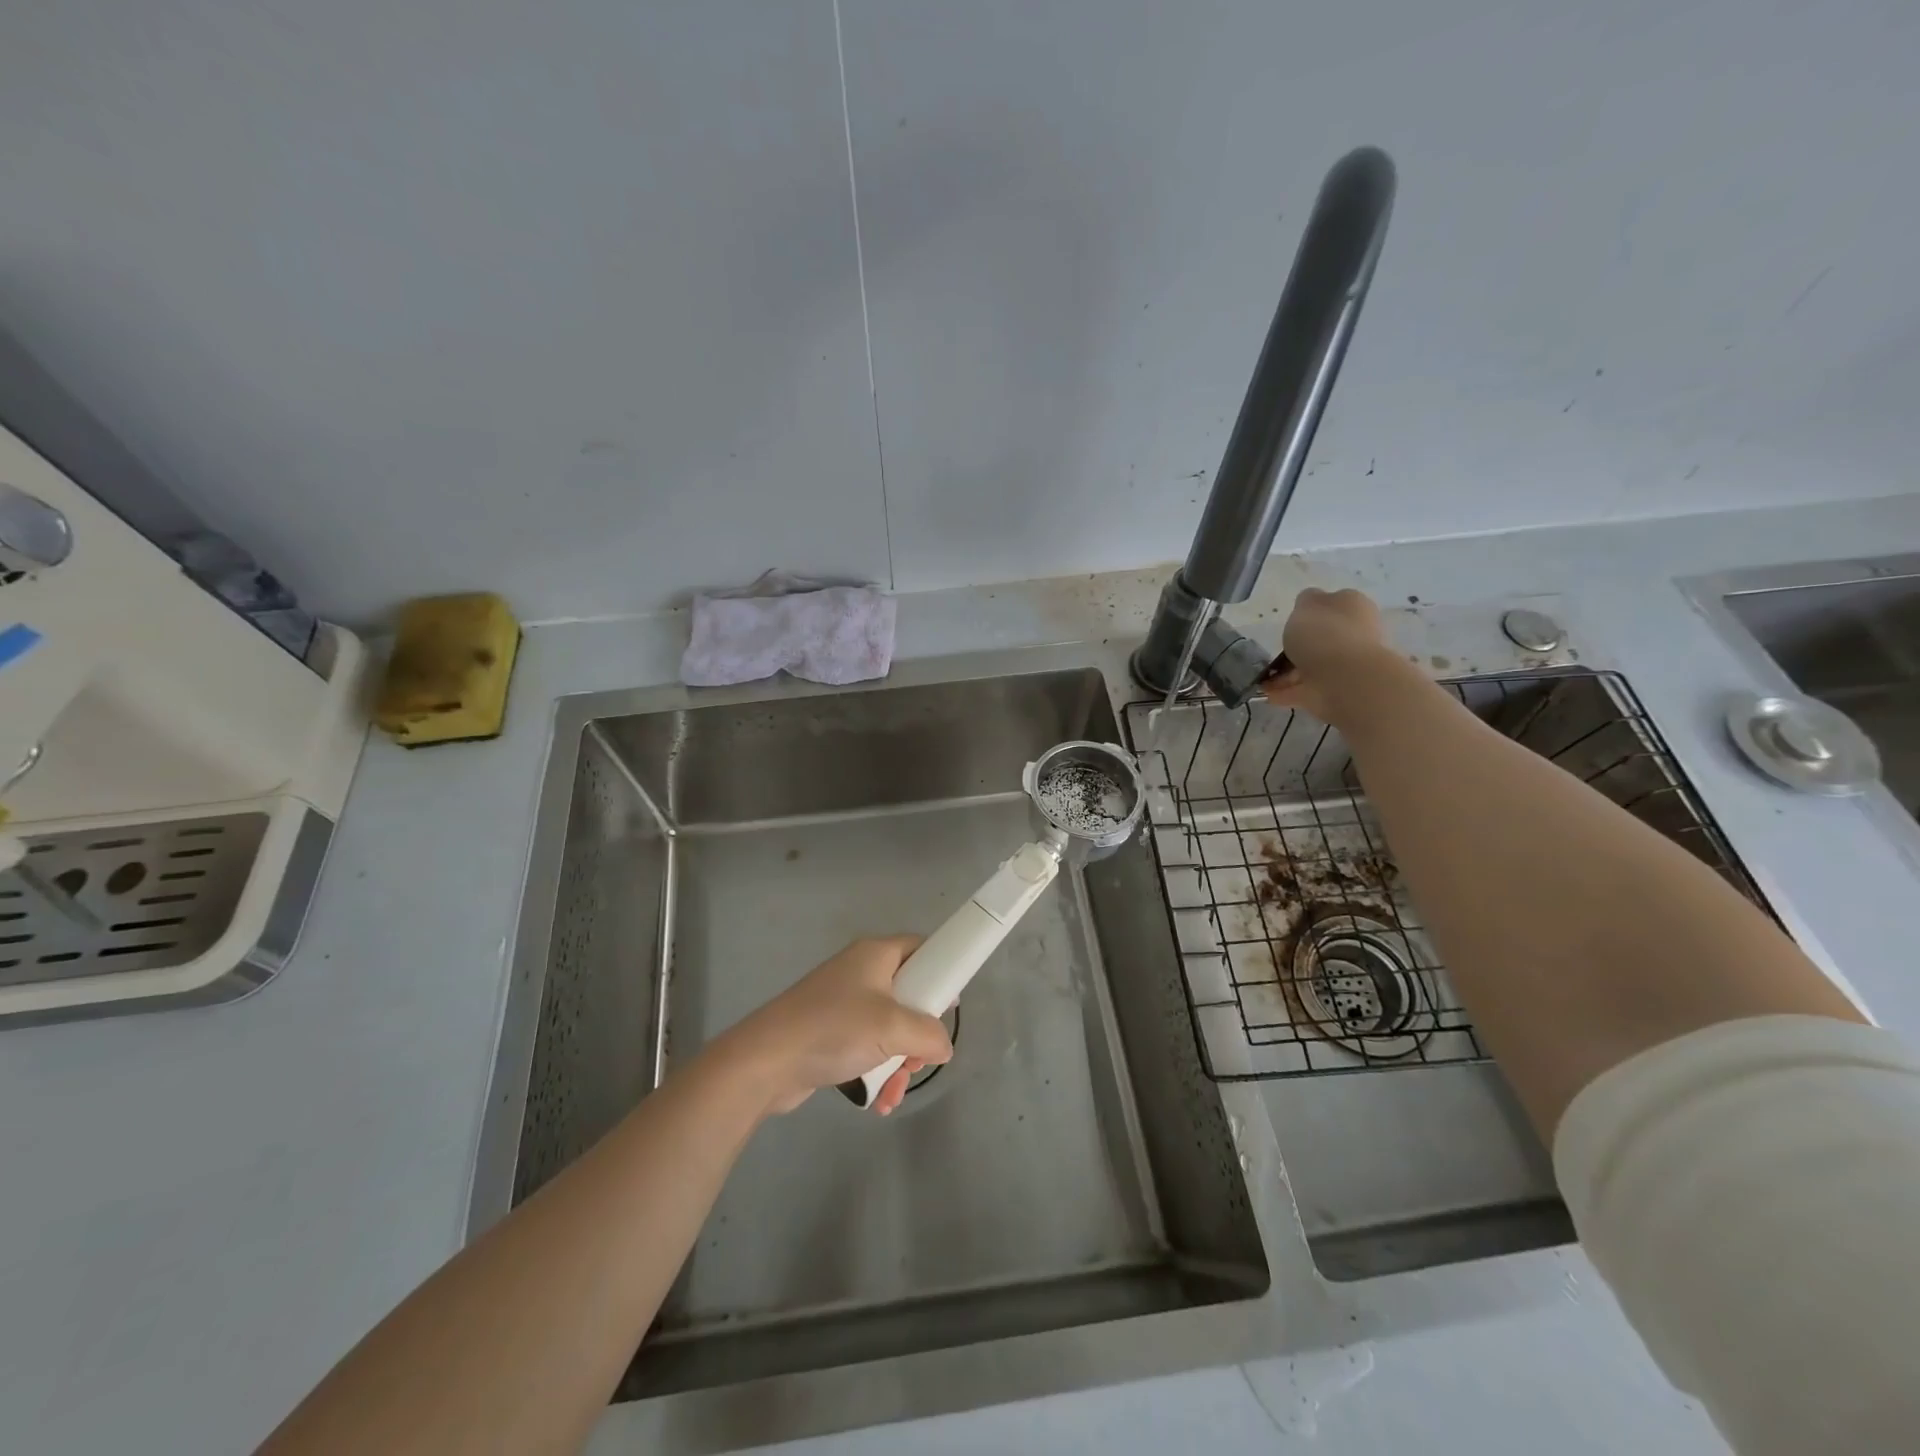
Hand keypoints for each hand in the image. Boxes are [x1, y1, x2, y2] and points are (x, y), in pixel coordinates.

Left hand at [717, 937, 953, 1116]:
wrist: (766, 1061)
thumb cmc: (834, 1029)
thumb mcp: (893, 1028)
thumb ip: (930, 1035)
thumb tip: (942, 1047)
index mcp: (876, 955)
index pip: (921, 948)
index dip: (941, 971)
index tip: (951, 1005)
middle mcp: (860, 973)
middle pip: (909, 996)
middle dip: (919, 1035)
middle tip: (918, 1058)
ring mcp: (843, 1004)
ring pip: (890, 1029)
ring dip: (899, 1062)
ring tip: (893, 1090)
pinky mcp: (829, 1033)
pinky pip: (867, 1048)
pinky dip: (877, 1071)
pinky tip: (878, 1101)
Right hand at [1261, 588, 1398, 723]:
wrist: (1346, 679)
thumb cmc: (1325, 633)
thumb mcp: (1306, 604)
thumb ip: (1305, 602)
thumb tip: (1308, 606)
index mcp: (1352, 606)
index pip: (1330, 604)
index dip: (1308, 612)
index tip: (1289, 622)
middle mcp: (1354, 633)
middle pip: (1322, 637)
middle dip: (1298, 645)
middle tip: (1275, 650)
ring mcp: (1347, 664)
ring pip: (1312, 665)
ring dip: (1288, 672)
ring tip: (1263, 677)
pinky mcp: (1336, 690)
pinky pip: (1306, 688)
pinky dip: (1287, 691)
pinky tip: (1267, 693)